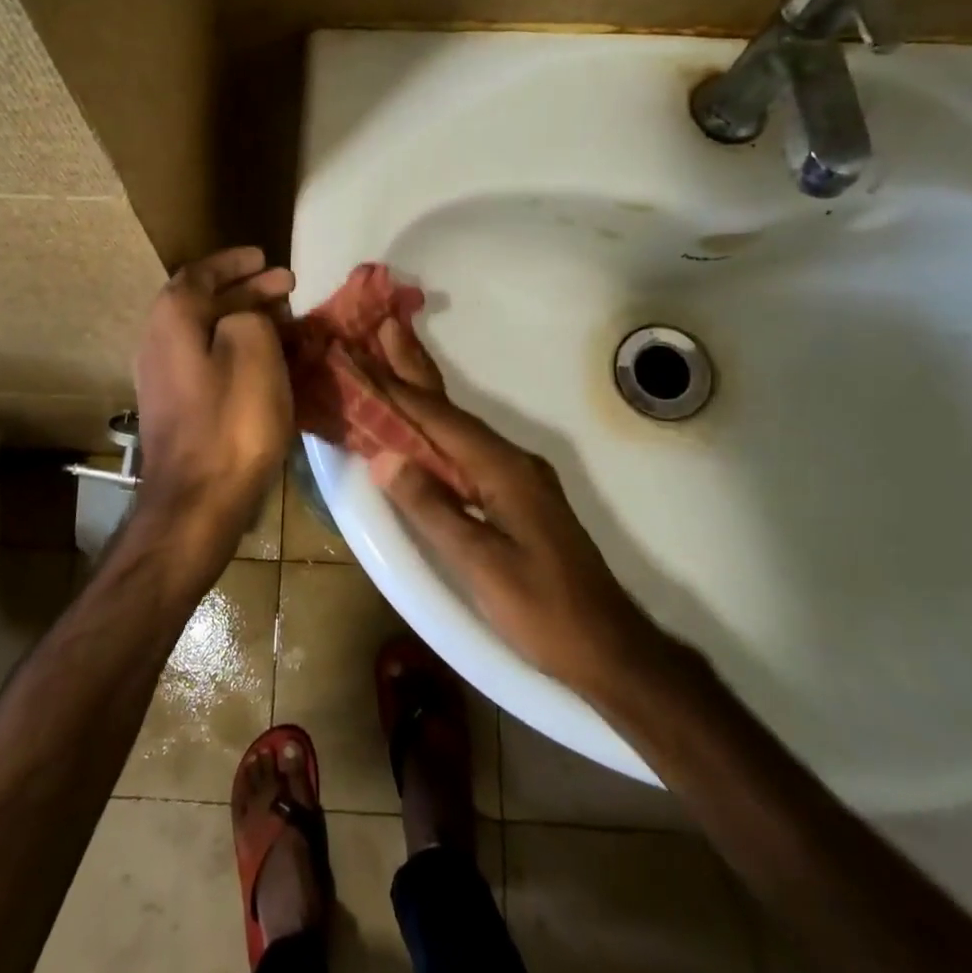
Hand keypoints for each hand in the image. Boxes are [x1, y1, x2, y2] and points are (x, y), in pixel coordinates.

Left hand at [129, 247, 294, 586]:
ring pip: (206, 331)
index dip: (235, 262)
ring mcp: (162, 376)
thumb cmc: (230, 421)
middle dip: (246, 289)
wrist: (196, 501)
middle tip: (286, 285)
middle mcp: (157, 340)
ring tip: (281, 318)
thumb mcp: (254, 350)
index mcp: (172, 318)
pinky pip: (207, 358)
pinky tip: (264, 359)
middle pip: (203, 301)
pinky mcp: (175, 406)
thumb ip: (249, 315)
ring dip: (243, 318)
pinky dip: (235, 347)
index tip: (266, 257)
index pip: (201, 273)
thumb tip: (243, 317)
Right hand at [367, 321, 670, 697]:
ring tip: (395, 360)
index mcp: (503, 469)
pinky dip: (438, 430)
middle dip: (416, 368)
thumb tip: (384, 457)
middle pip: (452, 409)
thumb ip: (432, 508)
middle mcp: (512, 460)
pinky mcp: (517, 495)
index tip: (362, 357)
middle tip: (386, 324)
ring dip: (424, 395)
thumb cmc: (544, 610)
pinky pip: (467, 450)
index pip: (438, 420)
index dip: (396, 389)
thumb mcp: (483, 565)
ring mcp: (517, 476)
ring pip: (459, 427)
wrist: (609, 648)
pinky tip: (424, 428)